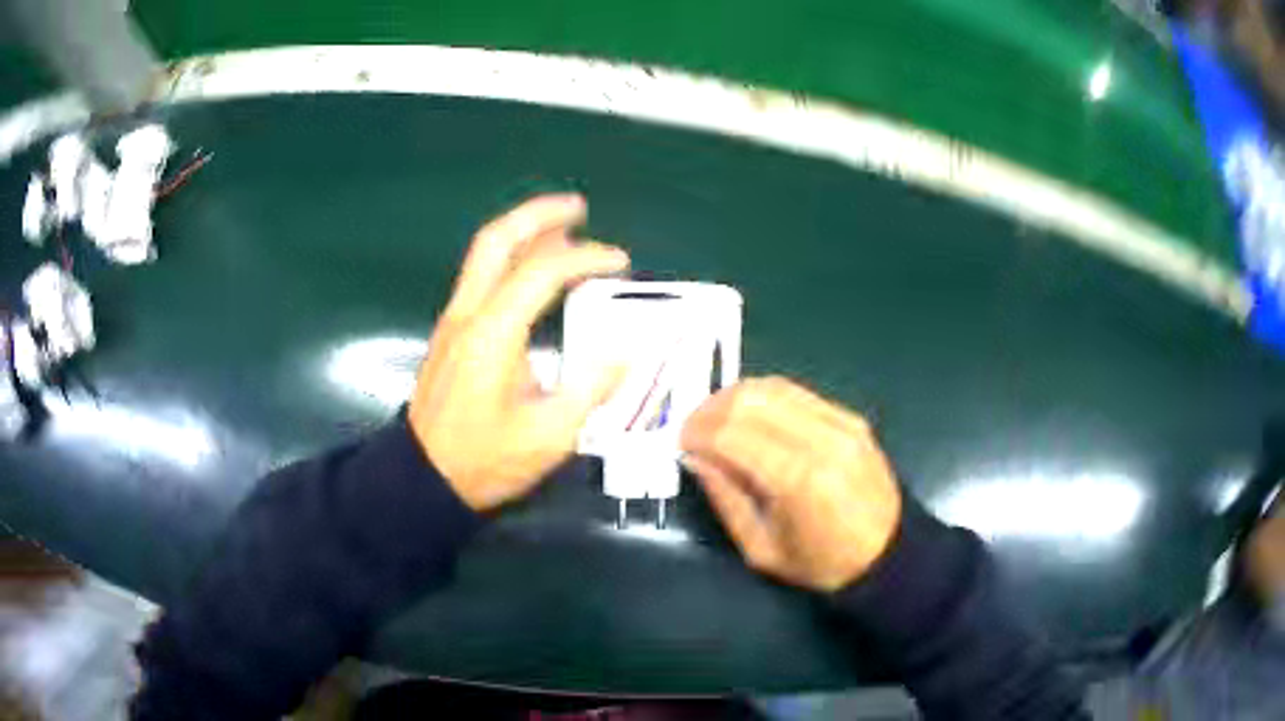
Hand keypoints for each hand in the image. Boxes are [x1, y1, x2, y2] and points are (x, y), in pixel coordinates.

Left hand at [409, 194, 628, 510]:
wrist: (424, 477)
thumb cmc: (485, 460)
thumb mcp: (549, 436)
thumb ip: (591, 389)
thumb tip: (626, 353)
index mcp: (493, 334)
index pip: (542, 272)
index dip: (586, 258)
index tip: (620, 262)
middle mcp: (468, 313)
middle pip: (497, 240)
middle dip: (539, 214)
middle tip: (578, 207)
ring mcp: (454, 319)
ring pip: (484, 254)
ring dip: (524, 232)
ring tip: (565, 229)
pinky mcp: (451, 331)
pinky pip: (481, 276)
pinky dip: (511, 258)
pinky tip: (534, 269)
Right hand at [681, 377, 902, 591]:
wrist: (888, 553)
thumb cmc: (821, 564)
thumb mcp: (761, 548)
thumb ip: (725, 497)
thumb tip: (694, 456)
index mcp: (798, 480)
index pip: (732, 434)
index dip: (696, 432)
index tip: (679, 443)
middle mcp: (820, 440)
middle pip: (750, 400)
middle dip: (710, 409)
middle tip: (692, 429)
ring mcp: (840, 422)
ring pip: (772, 387)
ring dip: (734, 397)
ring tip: (716, 420)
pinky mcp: (850, 417)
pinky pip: (797, 392)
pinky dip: (764, 397)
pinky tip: (750, 416)